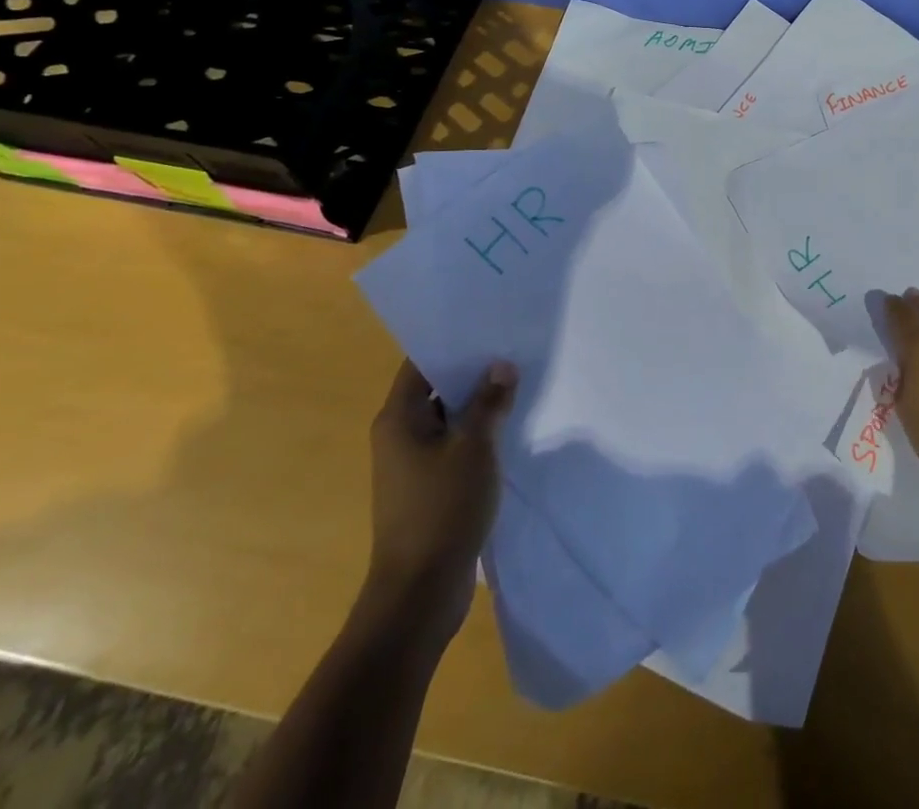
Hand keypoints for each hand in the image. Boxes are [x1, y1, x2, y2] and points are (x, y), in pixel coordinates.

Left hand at [365, 358, 516, 640]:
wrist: (420, 593)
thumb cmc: (442, 510)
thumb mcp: (475, 448)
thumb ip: (490, 403)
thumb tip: (501, 365)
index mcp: (399, 418)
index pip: (421, 363)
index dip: (453, 342)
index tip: (488, 324)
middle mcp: (399, 435)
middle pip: (437, 387)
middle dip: (473, 370)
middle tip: (513, 347)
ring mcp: (413, 463)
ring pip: (449, 417)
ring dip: (479, 403)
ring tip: (519, 379)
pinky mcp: (429, 487)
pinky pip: (454, 444)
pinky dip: (478, 432)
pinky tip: (510, 425)